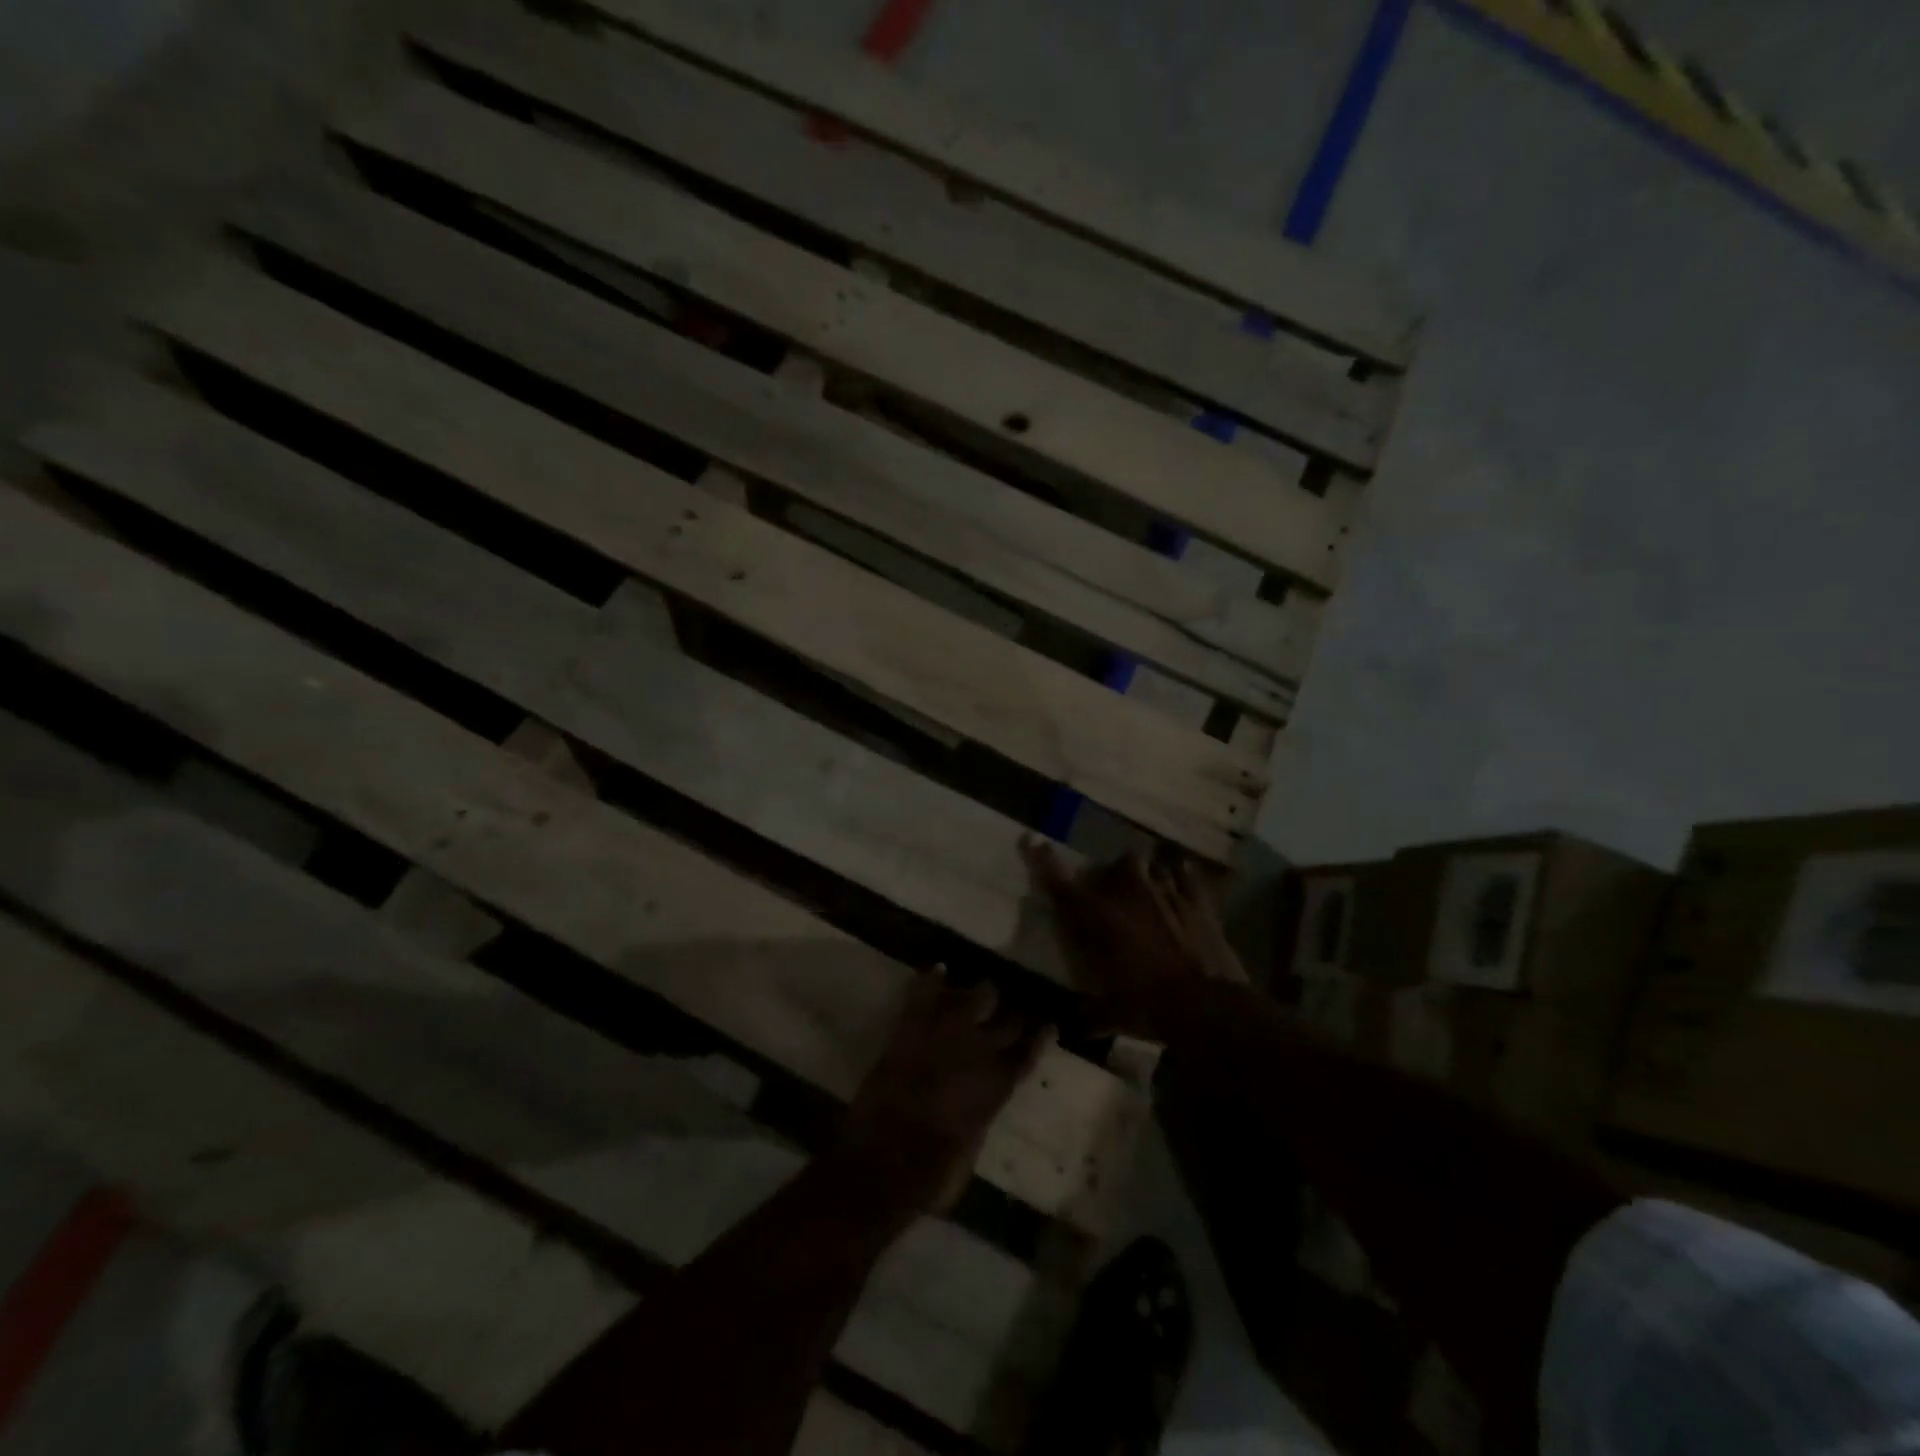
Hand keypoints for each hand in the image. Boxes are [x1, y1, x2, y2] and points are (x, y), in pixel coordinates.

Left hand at [837, 971, 1048, 1214]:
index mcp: (997, 1087)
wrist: (881, 1162)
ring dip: (979, 993)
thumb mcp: (970, 1152)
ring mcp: (945, 1035)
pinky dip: (932, 979)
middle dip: (1014, 1011)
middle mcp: (979, 1052)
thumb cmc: (931, 1174)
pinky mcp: (911, 1029)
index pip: (1028, 1053)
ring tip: (983, 989)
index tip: (1049, 1023)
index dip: (1040, 1036)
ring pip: (973, 996)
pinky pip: (924, 993)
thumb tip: (981, 1103)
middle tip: (1014, 1005)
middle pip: (1007, 1020)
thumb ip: (981, 1116)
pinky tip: (940, 967)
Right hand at [1023, 839, 1247, 1040]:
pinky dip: (1181, 877)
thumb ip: (1089, 1014)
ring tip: (1149, 890)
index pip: (1062, 884)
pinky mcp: (1198, 900)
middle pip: (1116, 866)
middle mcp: (1128, 894)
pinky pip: (1186, 874)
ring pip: (1150, 865)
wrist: (1206, 1006)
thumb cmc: (1148, 1007)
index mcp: (1098, 918)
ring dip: (1146, 876)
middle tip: (1114, 894)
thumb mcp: (1111, 1015)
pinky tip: (1180, 883)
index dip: (1044, 862)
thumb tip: (1067, 1028)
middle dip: (1113, 876)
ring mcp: (1166, 891)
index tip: (1034, 842)